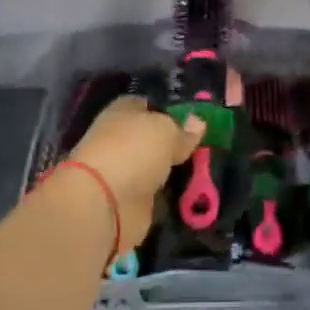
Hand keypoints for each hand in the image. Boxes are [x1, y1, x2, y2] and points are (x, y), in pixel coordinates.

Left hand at [69, 96, 206, 248]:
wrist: (105, 203)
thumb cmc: (133, 151)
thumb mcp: (166, 131)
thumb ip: (183, 130)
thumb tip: (198, 122)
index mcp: (121, 113)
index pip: (145, 105)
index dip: (167, 110)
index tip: (192, 120)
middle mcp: (119, 141)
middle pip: (151, 139)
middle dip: (173, 143)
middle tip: (204, 147)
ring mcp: (123, 173)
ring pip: (154, 167)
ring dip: (171, 171)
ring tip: (203, 171)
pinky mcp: (129, 201)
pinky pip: (155, 194)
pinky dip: (168, 195)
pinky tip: (190, 194)